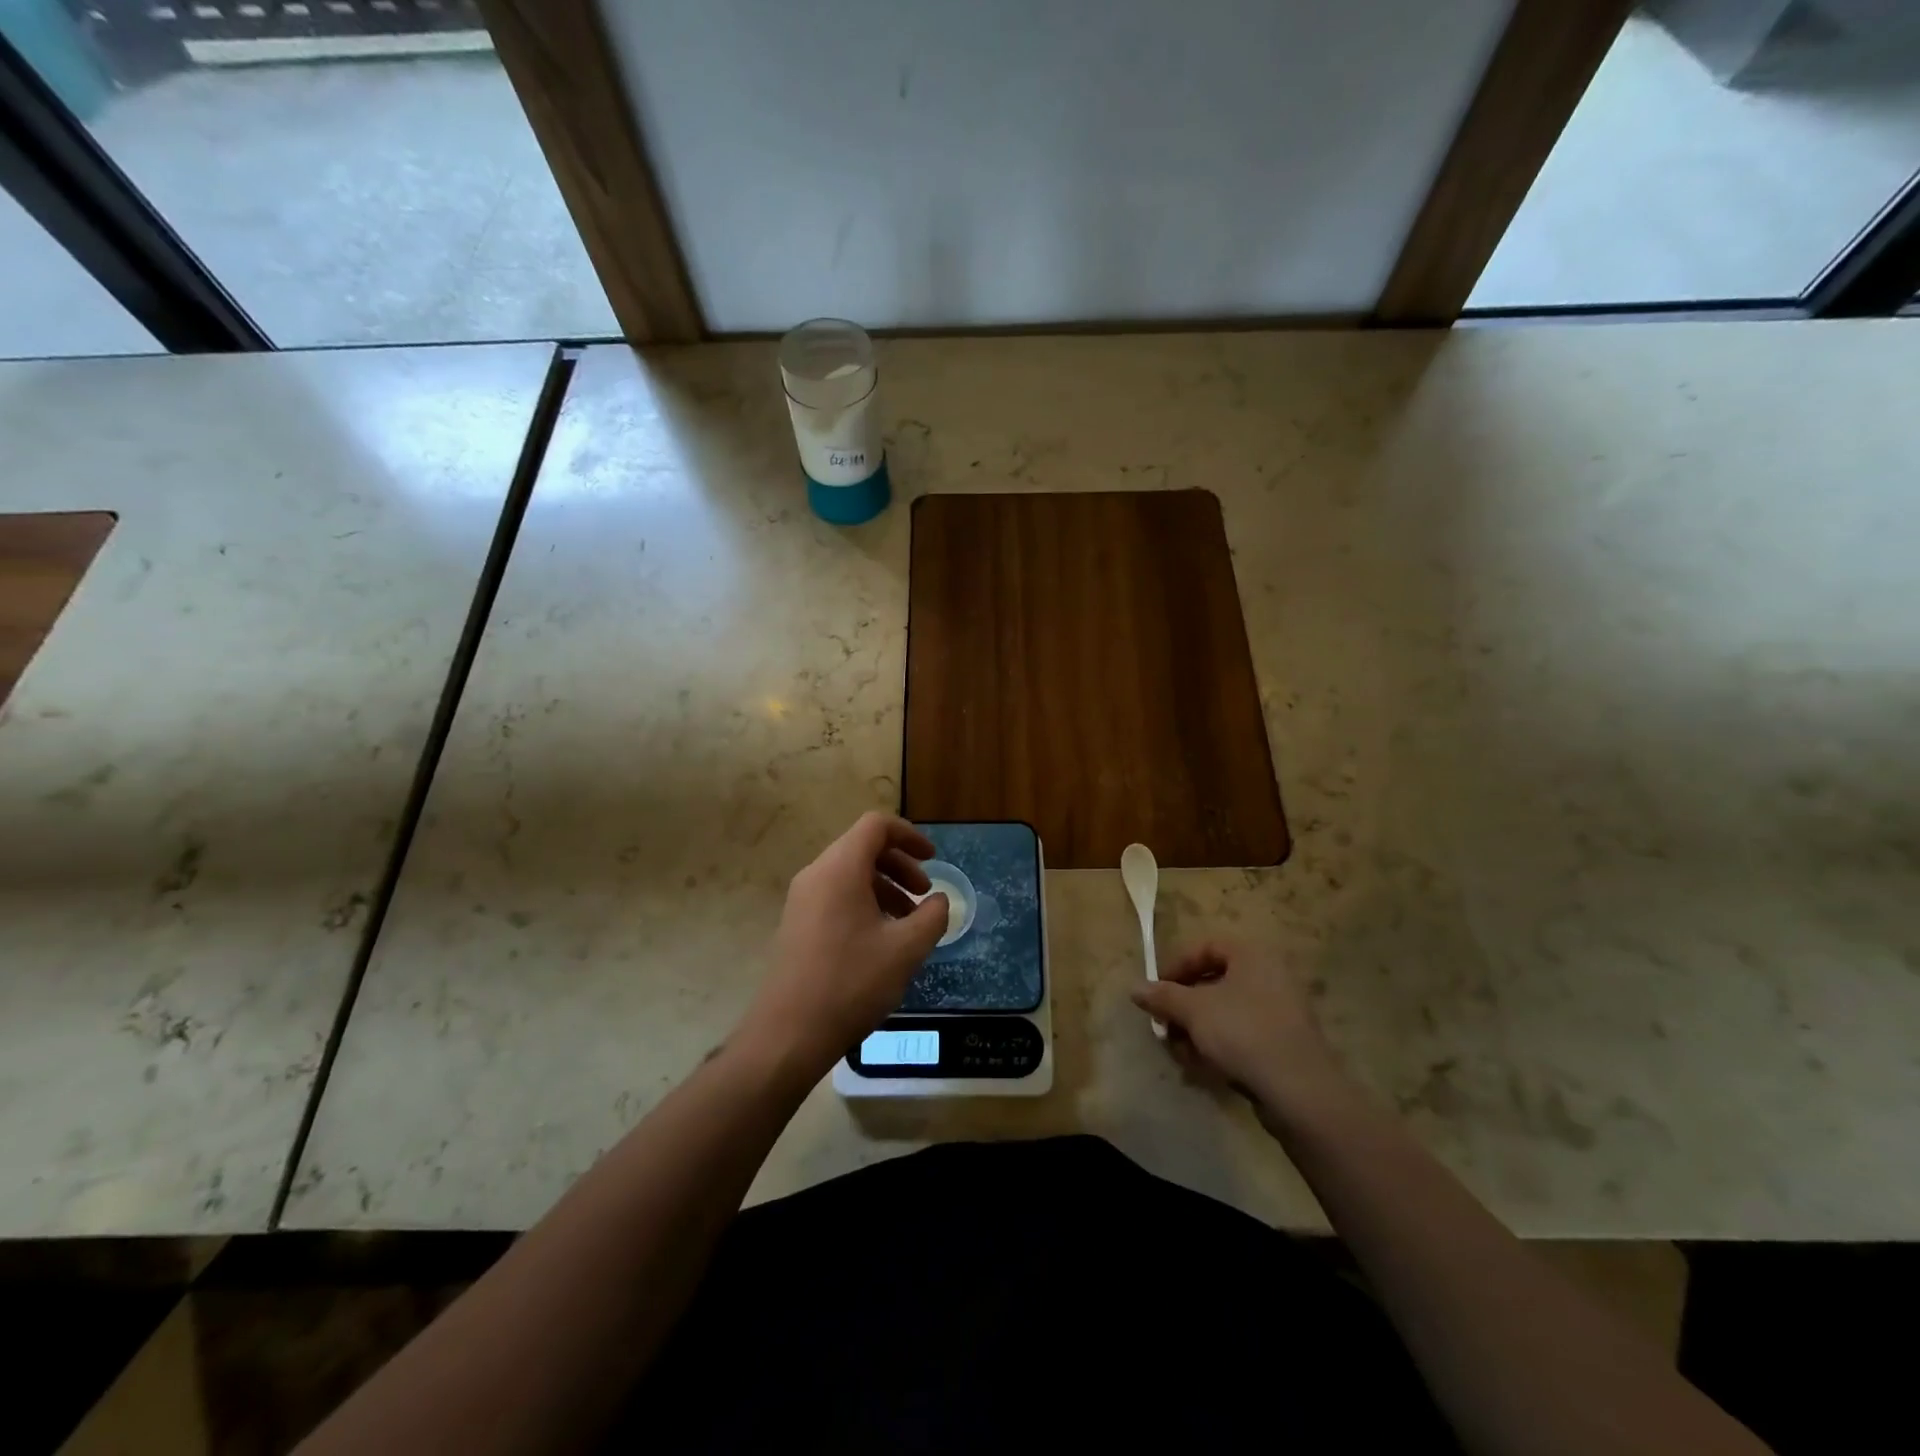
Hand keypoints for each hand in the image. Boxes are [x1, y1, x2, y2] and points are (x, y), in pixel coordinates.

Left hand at [738, 812, 948, 1076]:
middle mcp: (816, 874)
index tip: (933, 859)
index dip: (909, 835)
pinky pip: (836, 895)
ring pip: (850, 874)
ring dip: (884, 886)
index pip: (876, 826)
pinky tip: (881, 939)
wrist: (789, 1033)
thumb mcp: (906, 949)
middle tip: (925, 893)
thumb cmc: (852, 982)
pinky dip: (865, 902)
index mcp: (840, 869)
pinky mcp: (797, 923)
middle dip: (900, 864)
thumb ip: (932, 916)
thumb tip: (938, 900)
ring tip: (909, 921)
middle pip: (863, 847)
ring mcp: (802, 899)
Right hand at [1132, 943, 1347, 1122]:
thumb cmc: (1243, 1032)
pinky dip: (1219, 1046)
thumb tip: (1134, 988)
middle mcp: (1270, 974)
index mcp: (1252, 954)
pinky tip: (1203, 1069)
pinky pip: (1242, 1034)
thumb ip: (1162, 996)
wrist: (1300, 1090)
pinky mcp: (1283, 1042)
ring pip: (1224, 1012)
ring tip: (1181, 1054)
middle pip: (1213, 982)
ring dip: (1196, 1030)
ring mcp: (1280, 1010)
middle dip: (1183, 1006)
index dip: (1175, 966)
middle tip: (1164, 1026)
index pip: (1205, 947)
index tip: (1156, 991)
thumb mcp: (1194, 1010)